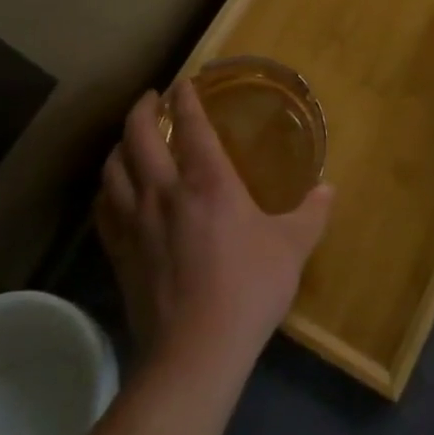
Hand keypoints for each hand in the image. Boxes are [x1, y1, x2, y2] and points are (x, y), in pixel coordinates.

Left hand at [96, 82, 333, 372]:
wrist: (195, 351)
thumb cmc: (248, 289)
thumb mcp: (292, 248)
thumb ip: (311, 213)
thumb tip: (329, 189)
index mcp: (208, 181)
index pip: (190, 124)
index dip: (185, 98)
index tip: (183, 83)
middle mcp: (165, 191)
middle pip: (138, 136)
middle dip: (142, 109)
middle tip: (151, 98)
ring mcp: (136, 222)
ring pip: (114, 168)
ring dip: (120, 144)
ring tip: (129, 138)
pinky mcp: (120, 252)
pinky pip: (104, 208)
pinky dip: (107, 188)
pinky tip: (114, 190)